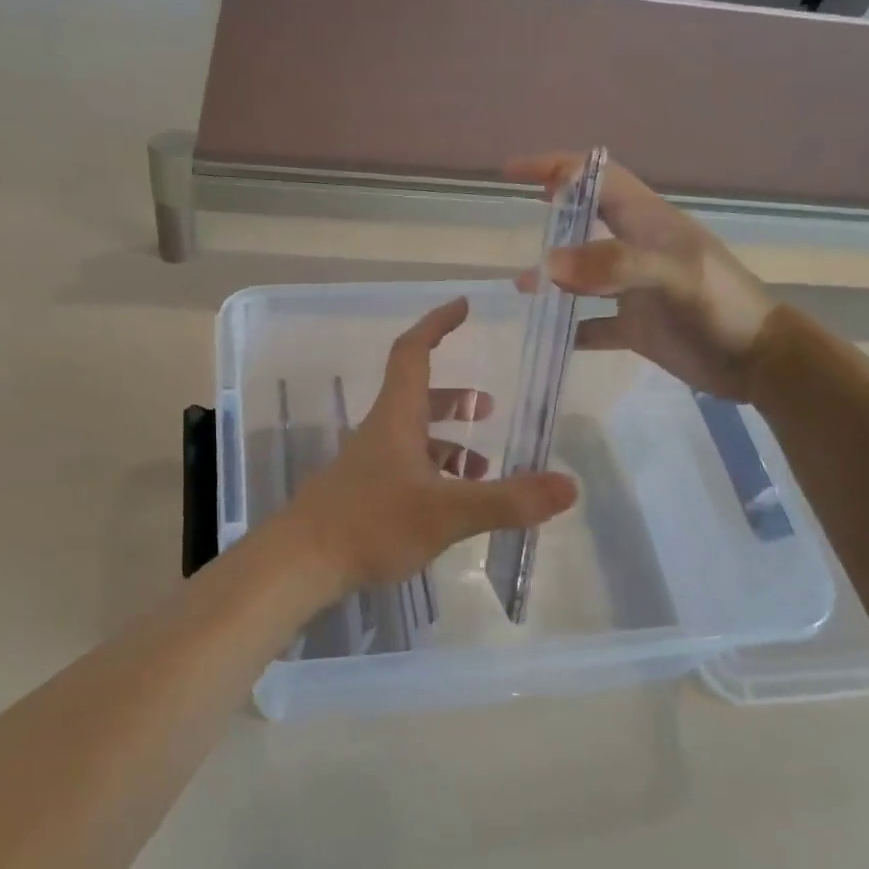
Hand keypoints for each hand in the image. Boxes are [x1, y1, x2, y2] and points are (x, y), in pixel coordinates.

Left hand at [281, 298, 577, 598]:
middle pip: (417, 397)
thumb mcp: (446, 513)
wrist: (300, 563)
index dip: (437, 325)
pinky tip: (451, 504)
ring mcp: (368, 464)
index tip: (462, 306)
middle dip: (454, 397)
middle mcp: (381, 432)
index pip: (414, 353)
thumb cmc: (370, 524)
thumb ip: (507, 501)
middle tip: (488, 407)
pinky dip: (434, 474)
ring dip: (448, 443)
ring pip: (413, 438)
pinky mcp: (363, 493)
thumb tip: (569, 486)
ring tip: (483, 468)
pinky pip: (406, 469)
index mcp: (396, 418)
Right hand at [506, 154, 775, 401]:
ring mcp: (636, 289)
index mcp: (650, 223)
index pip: (599, 179)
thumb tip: (548, 264)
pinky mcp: (636, 326)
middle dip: (552, 216)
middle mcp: (638, 249)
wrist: (758, 362)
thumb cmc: (722, 308)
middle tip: (517, 222)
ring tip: (522, 287)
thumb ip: (615, 265)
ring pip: (584, 273)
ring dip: (554, 275)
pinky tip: (547, 335)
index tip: (513, 172)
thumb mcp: (675, 277)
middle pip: (587, 220)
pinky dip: (569, 328)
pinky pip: (591, 324)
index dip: (558, 168)